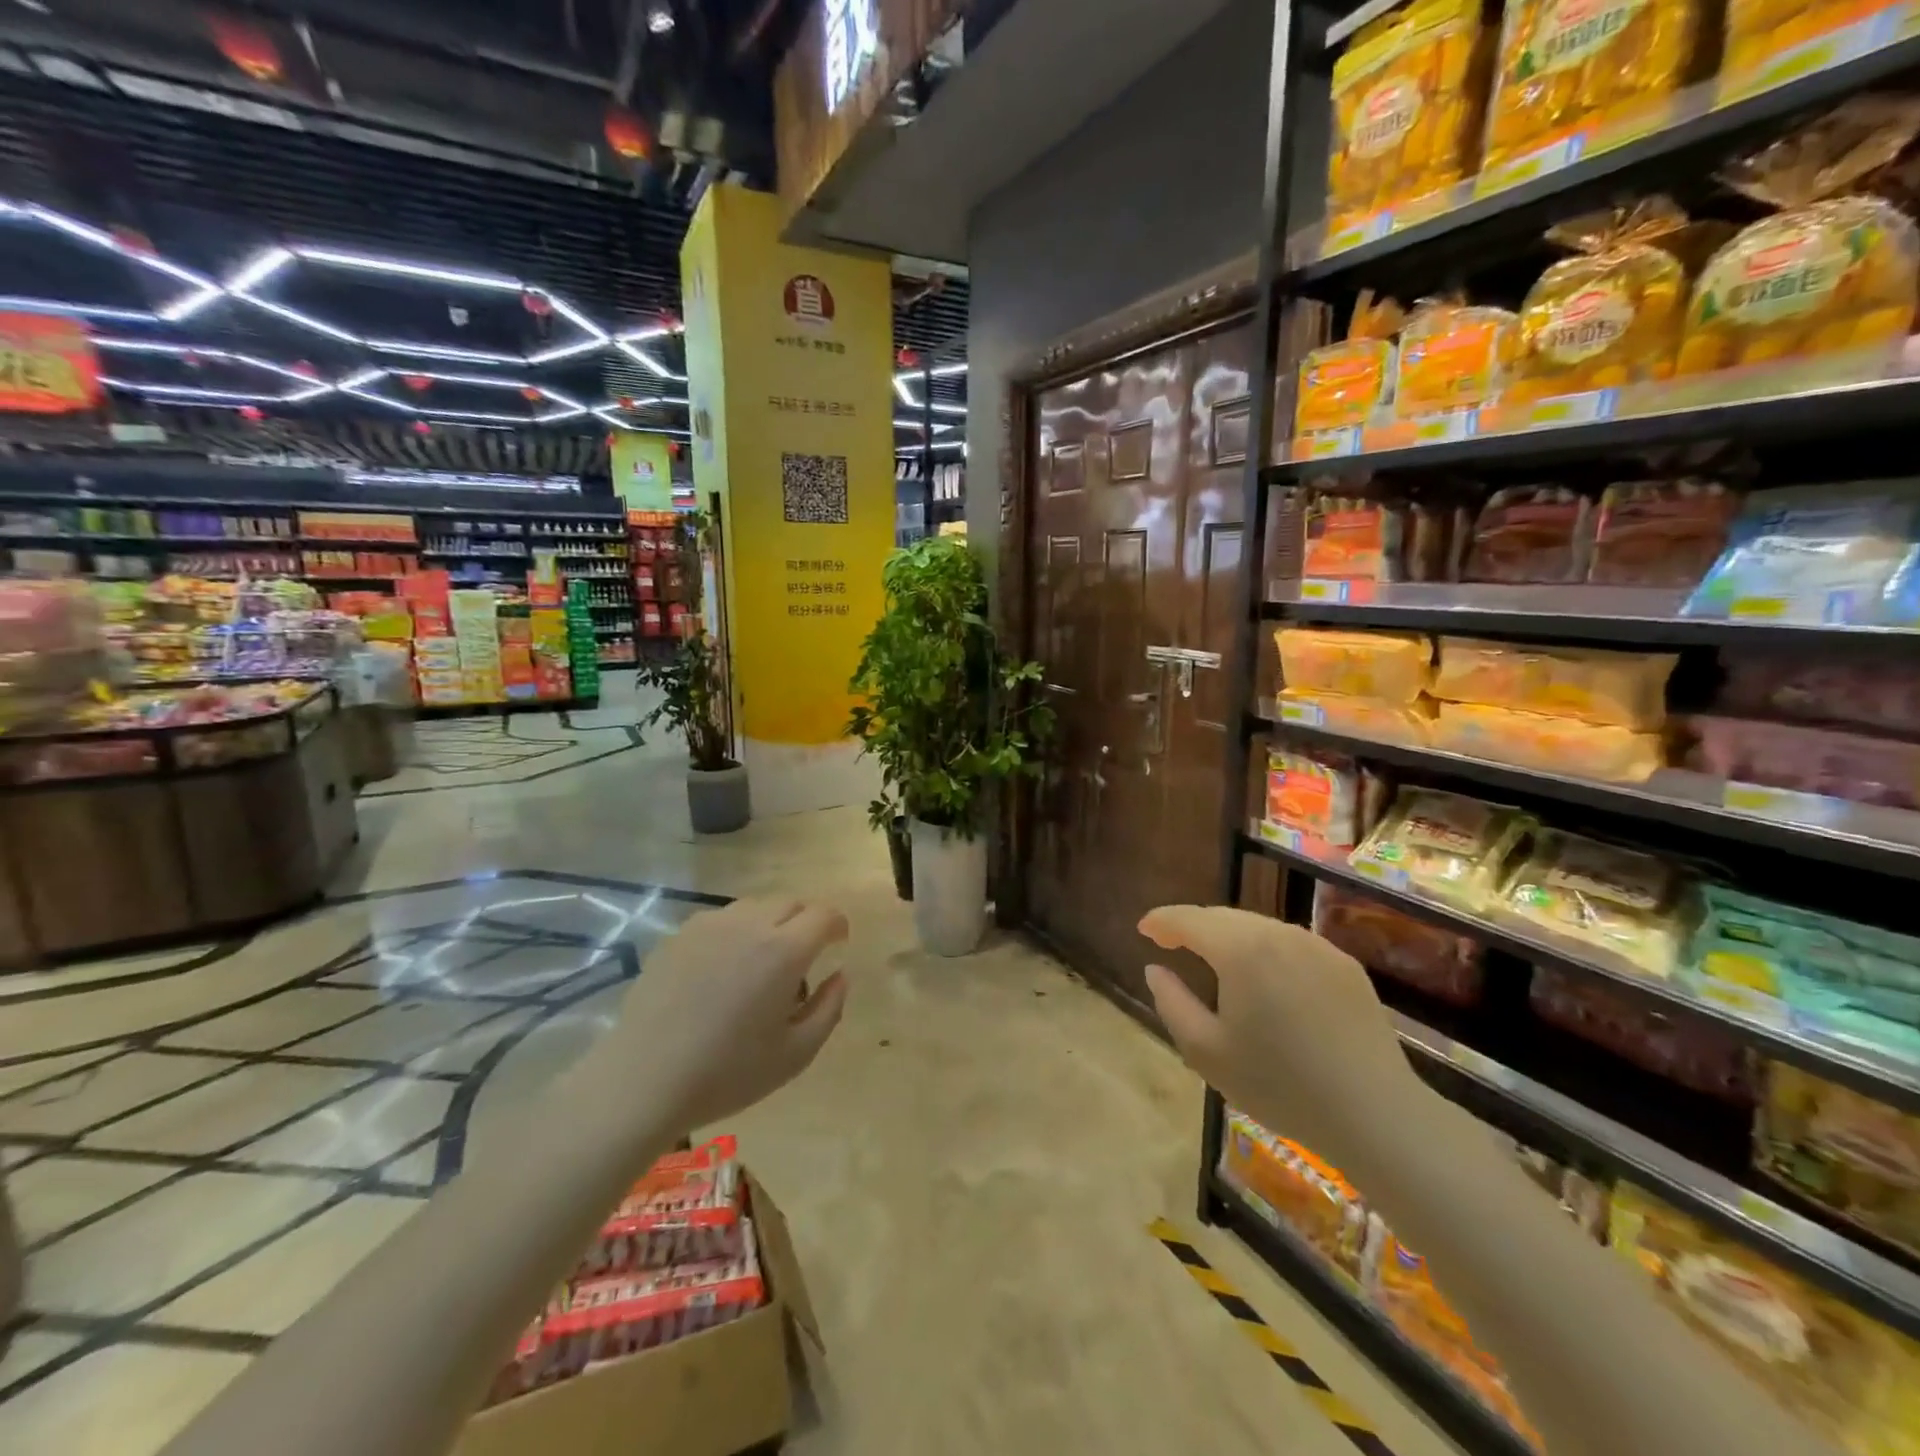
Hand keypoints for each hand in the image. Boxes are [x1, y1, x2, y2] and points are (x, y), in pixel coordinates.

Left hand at [578, 898, 850, 1136]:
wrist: (644, 1079)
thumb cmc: (727, 1073)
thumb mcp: (795, 1054)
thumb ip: (829, 1009)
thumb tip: (840, 975)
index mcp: (784, 951)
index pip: (824, 915)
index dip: (837, 925)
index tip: (838, 943)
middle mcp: (750, 924)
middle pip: (791, 903)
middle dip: (806, 922)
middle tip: (802, 958)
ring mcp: (710, 925)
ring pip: (756, 906)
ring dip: (771, 923)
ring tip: (761, 962)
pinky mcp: (680, 934)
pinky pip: (722, 919)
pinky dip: (737, 932)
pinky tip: (723, 969)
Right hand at [1139, 905, 1419, 1166]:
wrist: (1376, 1114)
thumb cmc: (1280, 1085)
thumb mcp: (1206, 1052)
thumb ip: (1171, 1002)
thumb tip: (1156, 969)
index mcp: (1240, 949)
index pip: (1188, 919)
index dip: (1161, 920)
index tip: (1144, 930)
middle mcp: (1278, 933)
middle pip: (1223, 917)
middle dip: (1193, 926)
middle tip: (1172, 944)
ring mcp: (1317, 946)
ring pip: (1258, 927)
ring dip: (1229, 937)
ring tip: (1215, 961)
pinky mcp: (1345, 964)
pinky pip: (1291, 944)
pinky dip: (1265, 950)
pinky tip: (1265, 979)